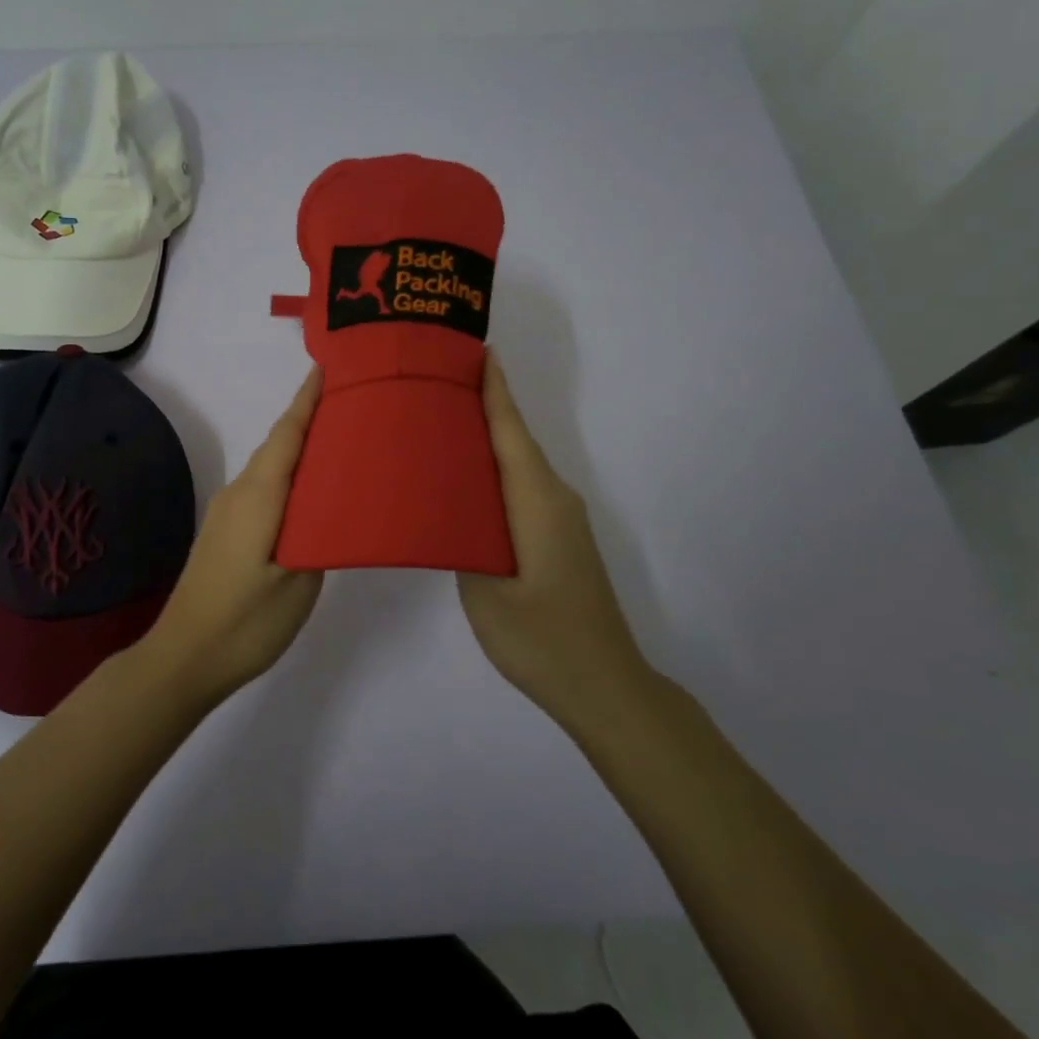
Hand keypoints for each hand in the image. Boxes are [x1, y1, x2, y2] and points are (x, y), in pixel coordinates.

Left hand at [143, 368, 325, 699]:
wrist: (183, 657)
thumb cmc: (244, 620)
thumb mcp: (297, 582)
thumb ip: (318, 537)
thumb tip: (326, 510)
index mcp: (258, 496)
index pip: (286, 435)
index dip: (307, 400)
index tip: (328, 367)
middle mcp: (239, 493)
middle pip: (278, 446)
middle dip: (311, 420)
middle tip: (354, 406)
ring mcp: (228, 513)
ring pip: (270, 469)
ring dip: (300, 451)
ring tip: (342, 446)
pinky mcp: (226, 532)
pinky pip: (263, 490)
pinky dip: (289, 479)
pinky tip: (311, 495)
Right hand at [457, 353, 652, 726]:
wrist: (604, 685)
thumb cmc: (542, 637)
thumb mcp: (485, 590)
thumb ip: (462, 539)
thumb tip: (445, 507)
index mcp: (536, 500)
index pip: (511, 432)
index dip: (494, 391)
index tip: (476, 352)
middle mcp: (554, 499)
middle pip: (515, 442)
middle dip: (483, 408)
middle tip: (435, 386)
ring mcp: (560, 520)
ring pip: (519, 467)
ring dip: (487, 442)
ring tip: (439, 427)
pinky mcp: (558, 540)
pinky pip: (522, 490)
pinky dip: (494, 474)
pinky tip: (464, 484)